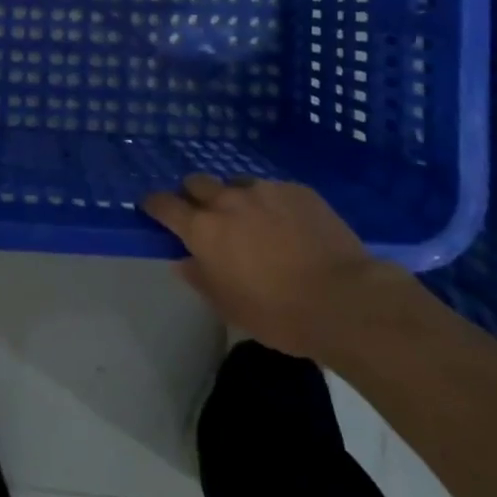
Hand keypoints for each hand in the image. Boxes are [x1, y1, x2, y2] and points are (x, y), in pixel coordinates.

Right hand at [143, 175, 386, 358]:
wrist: (344, 299)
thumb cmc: (279, 313)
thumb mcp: (229, 306)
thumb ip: (200, 278)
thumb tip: (183, 260)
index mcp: (204, 229)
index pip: (164, 204)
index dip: (154, 204)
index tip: (151, 208)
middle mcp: (228, 199)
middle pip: (196, 182)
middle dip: (193, 195)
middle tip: (203, 215)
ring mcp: (264, 189)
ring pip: (237, 184)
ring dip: (234, 198)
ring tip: (251, 221)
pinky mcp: (297, 189)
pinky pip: (273, 190)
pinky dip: (270, 204)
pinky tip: (288, 226)